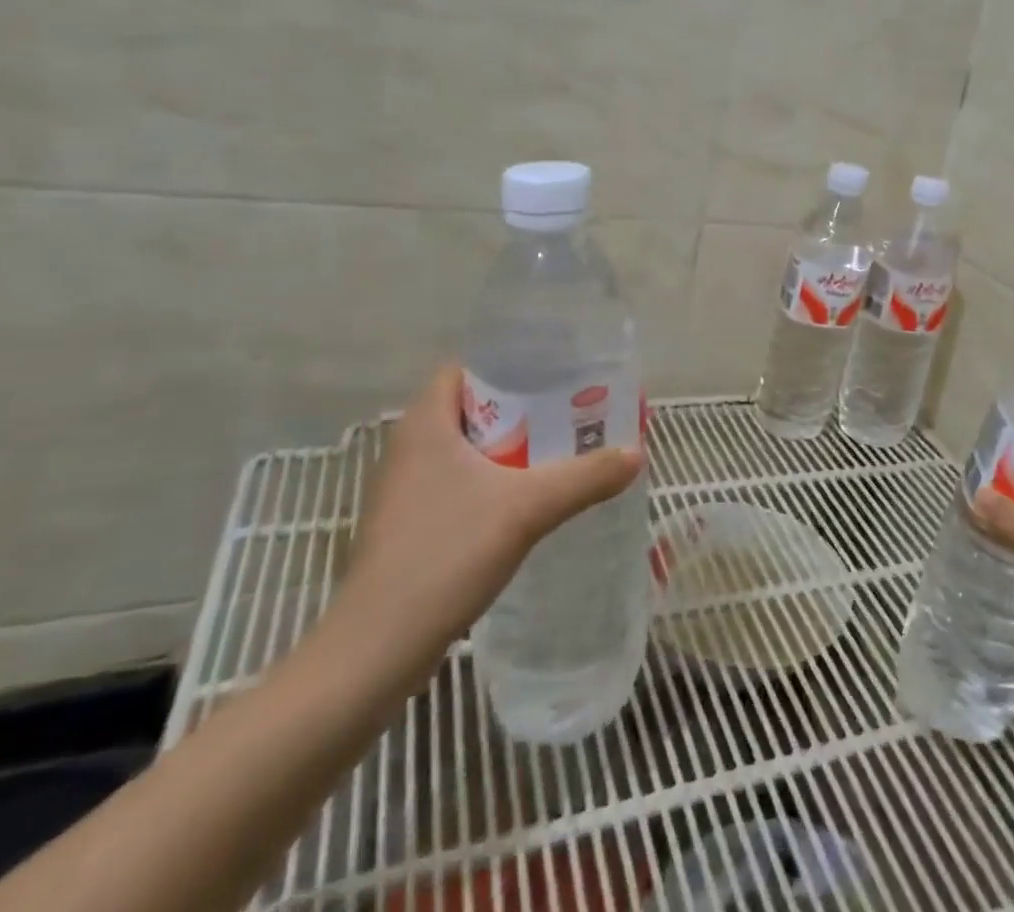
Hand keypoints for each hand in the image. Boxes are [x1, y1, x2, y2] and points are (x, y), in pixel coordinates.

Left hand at [338, 362, 642, 670]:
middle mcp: (409, 449)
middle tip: (570, 411)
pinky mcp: (410, 527)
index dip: (507, 364)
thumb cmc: (446, 555)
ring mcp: (406, 491)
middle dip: (521, 408)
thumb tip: (637, 453)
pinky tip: (528, 500)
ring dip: (509, 448)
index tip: (553, 373)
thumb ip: (585, 477)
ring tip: (560, 450)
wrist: (377, 650)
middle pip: (472, 409)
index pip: (463, 370)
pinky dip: (493, 482)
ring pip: (466, 450)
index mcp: (425, 425)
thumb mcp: (528, 508)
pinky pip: (459, 485)